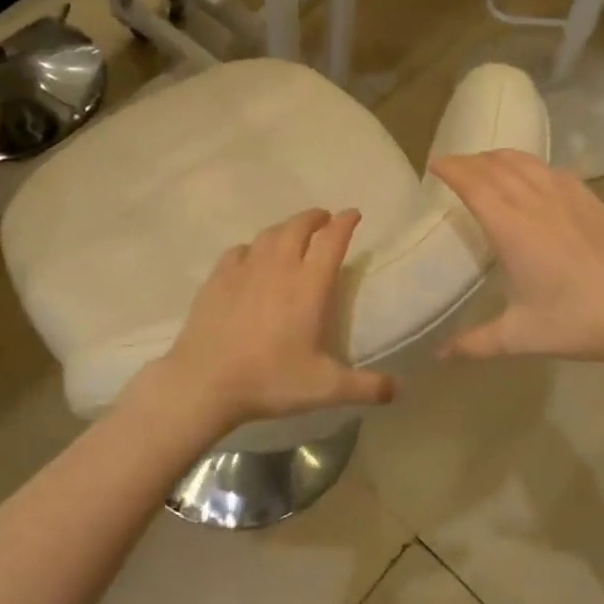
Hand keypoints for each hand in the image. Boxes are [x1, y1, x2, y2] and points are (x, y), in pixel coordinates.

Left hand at [141, 209, 394, 433]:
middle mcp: (279, 266)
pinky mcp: (218, 277)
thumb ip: (365, 387)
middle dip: (315, 217)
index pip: (332, 240)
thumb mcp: (325, 389)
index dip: (345, 222)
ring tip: (293, 233)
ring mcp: (245, 268)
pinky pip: (240, 250)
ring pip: (269, 234)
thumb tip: (398, 390)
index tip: (353, 214)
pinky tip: (252, 257)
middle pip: (299, 226)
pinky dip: (253, 248)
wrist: (205, 381)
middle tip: (324, 219)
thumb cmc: (270, 380)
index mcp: (309, 285)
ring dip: (286, 227)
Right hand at [430, 150, 603, 366]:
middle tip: (453, 164)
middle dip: (470, 160)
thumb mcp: (519, 336)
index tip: (434, 163)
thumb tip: (440, 355)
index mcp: (512, 229)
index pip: (474, 185)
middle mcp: (536, 203)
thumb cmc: (576, 322)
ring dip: (500, 157)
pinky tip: (534, 175)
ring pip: (527, 162)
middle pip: (496, 167)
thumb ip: (475, 343)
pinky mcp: (592, 202)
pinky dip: (533, 166)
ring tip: (486, 162)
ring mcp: (568, 198)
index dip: (451, 169)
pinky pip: (555, 171)